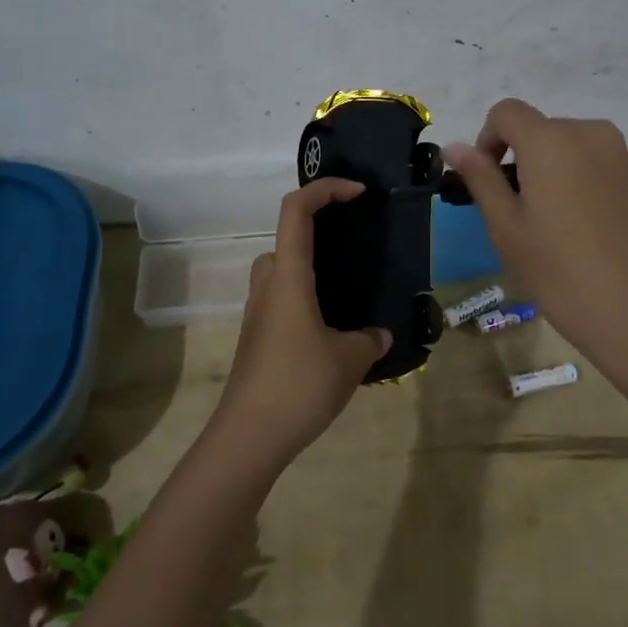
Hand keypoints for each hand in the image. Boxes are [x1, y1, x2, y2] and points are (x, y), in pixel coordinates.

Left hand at [210, 179, 391, 466]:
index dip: (325, 189)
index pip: (296, 210)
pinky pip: (282, 300)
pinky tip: (332, 329)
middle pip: (286, 237)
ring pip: (282, 271)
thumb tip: (379, 334)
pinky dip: (305, 298)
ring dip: (310, 268)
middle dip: (318, 230)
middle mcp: (269, 286)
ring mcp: (258, 313)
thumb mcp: (350, 360)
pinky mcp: (257, 338)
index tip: (358, 194)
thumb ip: (370, 339)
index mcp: (289, 276)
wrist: (248, 438)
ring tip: (348, 288)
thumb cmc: (299, 385)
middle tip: (354, 245)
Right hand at [445, 100, 627, 439]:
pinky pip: (598, 168)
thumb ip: (481, 180)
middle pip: (541, 130)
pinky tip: (586, 236)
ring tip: (553, 230)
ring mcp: (624, 156)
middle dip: (520, 160)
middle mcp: (590, 134)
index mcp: (551, 140)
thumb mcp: (508, 230)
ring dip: (551, 174)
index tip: (487, 183)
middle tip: (516, 217)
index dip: (487, 139)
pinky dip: (580, 186)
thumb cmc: (564, 275)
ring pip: (571, 150)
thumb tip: (455, 147)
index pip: (507, 112)